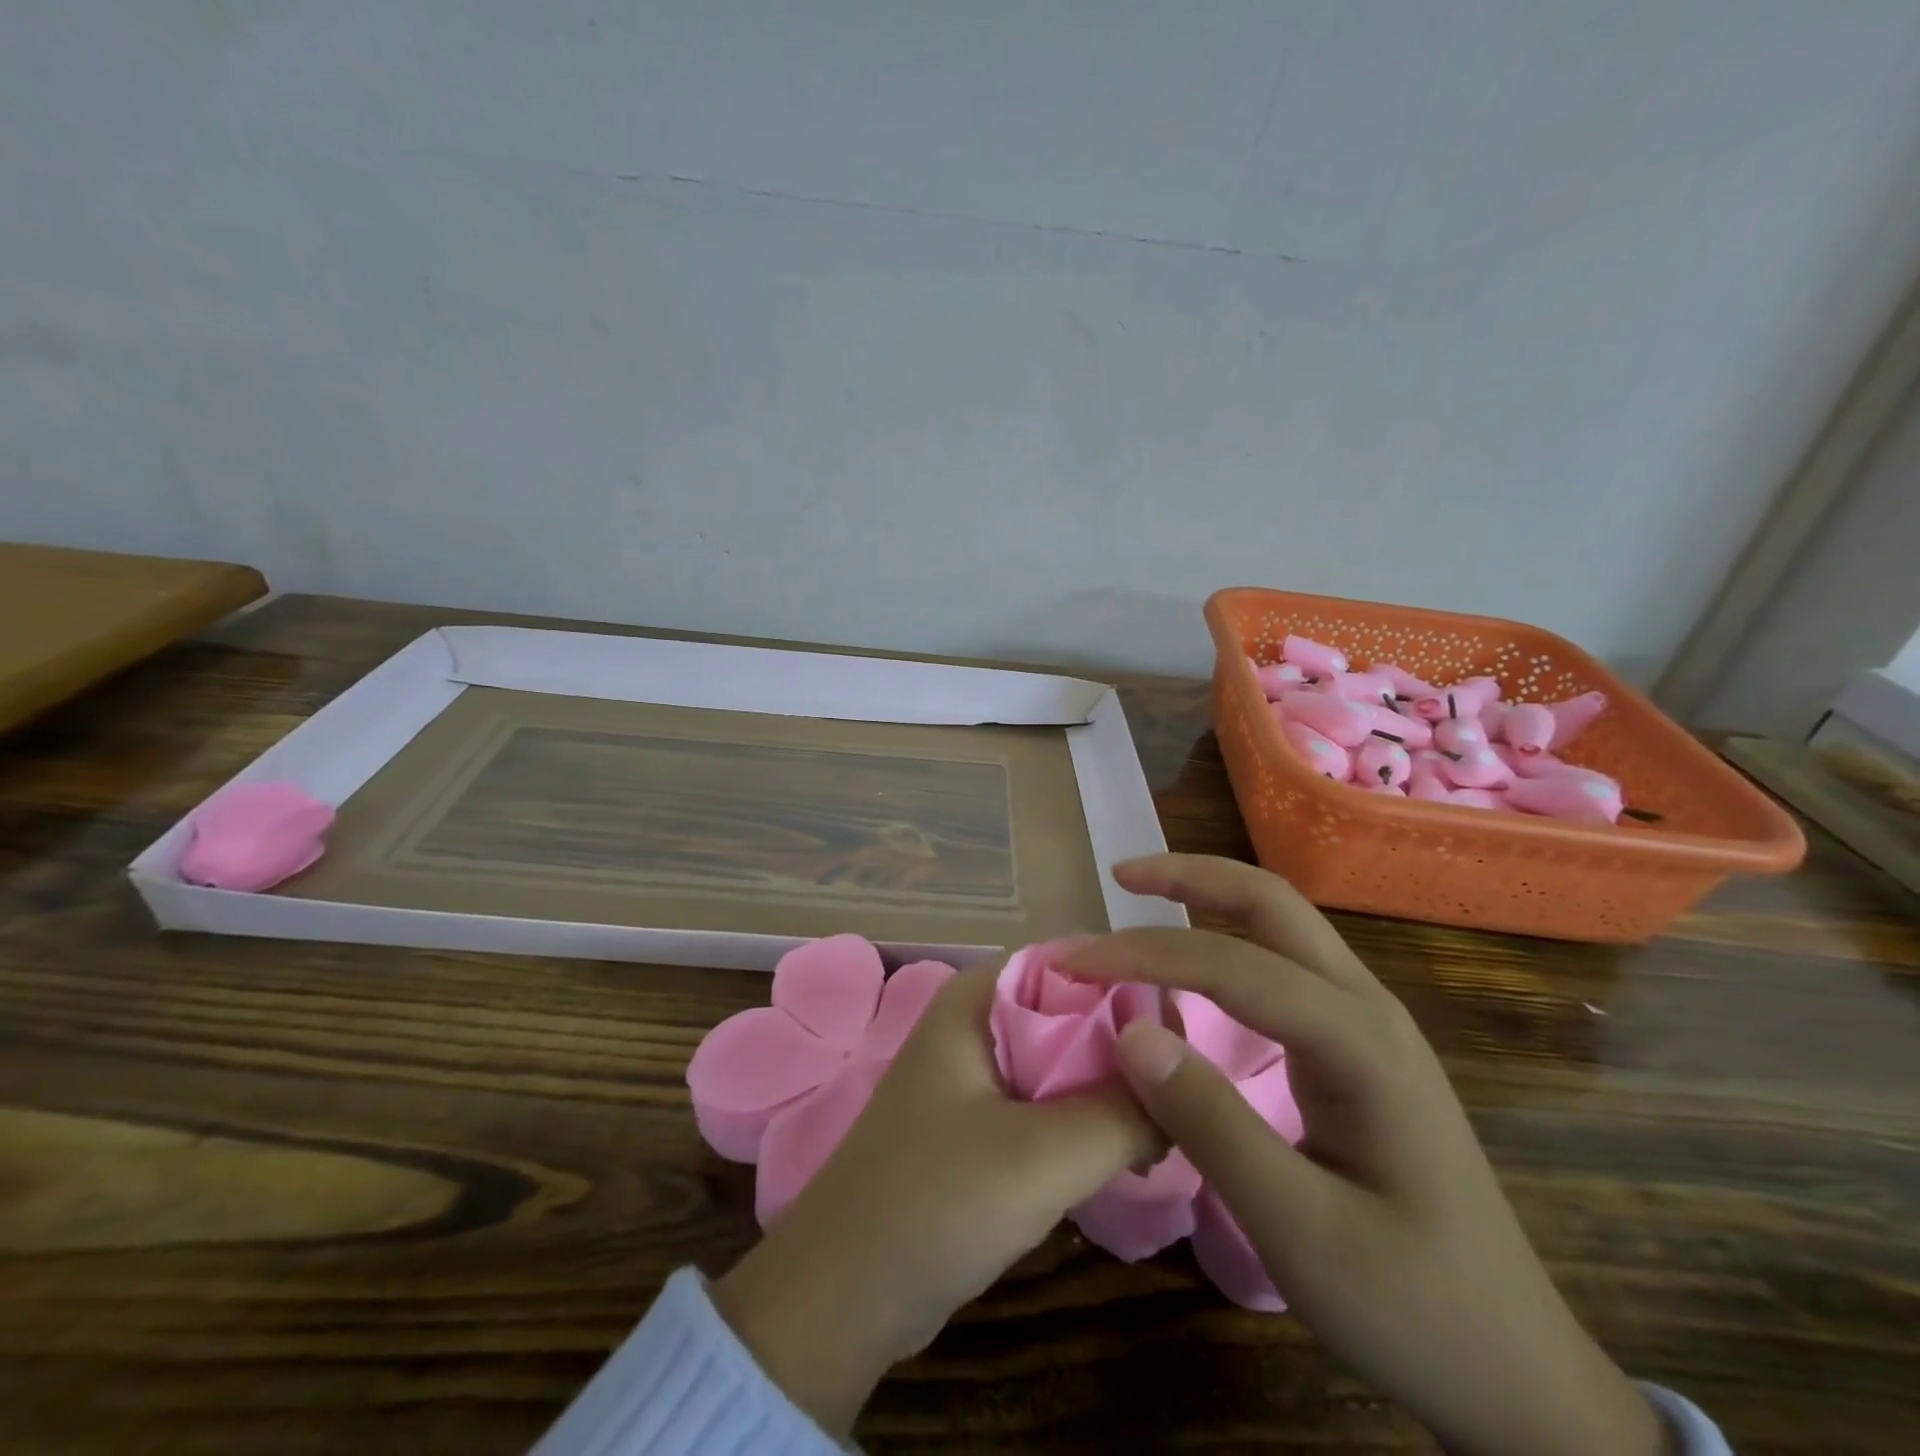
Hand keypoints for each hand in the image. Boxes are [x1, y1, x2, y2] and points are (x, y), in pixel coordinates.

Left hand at [713, 960, 1158, 1436]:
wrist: (844, 1297)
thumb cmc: (934, 1202)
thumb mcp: (1041, 1155)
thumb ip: (1122, 1113)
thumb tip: (1188, 1088)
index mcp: (977, 997)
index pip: (1072, 961)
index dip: (1132, 984)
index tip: (1191, 1027)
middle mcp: (977, 1021)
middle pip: (1072, 1009)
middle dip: (1130, 1043)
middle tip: (1197, 1082)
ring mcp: (979, 1074)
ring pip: (1065, 1060)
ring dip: (1115, 1087)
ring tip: (1176, 1118)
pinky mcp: (984, 1124)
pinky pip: (1050, 1102)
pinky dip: (1090, 1119)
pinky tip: (1135, 1149)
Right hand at [1061, 854, 1669, 1455]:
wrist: (1517, 1372)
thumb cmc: (1412, 1308)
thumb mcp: (1300, 1231)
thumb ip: (1211, 1124)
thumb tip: (1130, 1032)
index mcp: (1361, 1044)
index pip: (1235, 965)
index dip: (1146, 953)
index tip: (1074, 960)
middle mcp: (1369, 1009)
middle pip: (1274, 904)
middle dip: (1192, 877)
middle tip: (1120, 875)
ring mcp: (1369, 1024)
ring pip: (1282, 924)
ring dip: (1209, 898)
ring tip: (1142, 898)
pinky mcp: (1357, 1047)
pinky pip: (1284, 964)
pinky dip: (1226, 938)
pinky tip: (1194, 959)